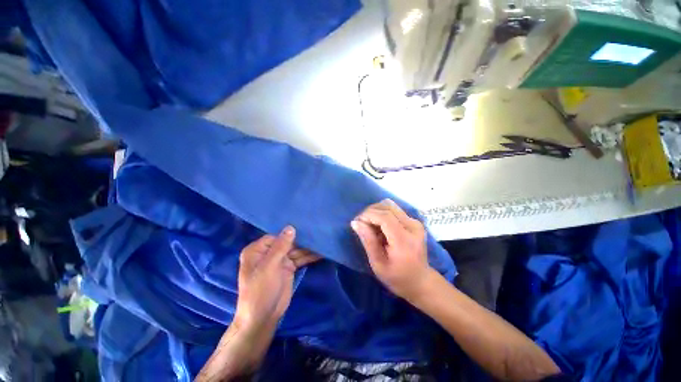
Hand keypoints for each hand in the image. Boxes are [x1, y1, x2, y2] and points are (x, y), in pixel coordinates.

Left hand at [197, 227, 319, 380]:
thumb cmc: (260, 290)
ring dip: (308, 248)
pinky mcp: (288, 268)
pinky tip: (320, 253)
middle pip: (287, 242)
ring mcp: (279, 261)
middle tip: (318, 232)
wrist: (263, 318)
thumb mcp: (269, 266)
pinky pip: (299, 259)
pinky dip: (309, 257)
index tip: (305, 227)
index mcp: (257, 250)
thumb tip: (291, 227)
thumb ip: (280, 246)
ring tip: (322, 240)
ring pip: (295, 250)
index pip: (276, 236)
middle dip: (302, 240)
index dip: (290, 233)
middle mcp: (268, 253)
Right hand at [351, 199, 434, 300]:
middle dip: (370, 211)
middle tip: (360, 223)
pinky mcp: (414, 221)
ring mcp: (415, 222)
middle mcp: (413, 227)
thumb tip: (355, 222)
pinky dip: (383, 213)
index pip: (385, 217)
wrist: (420, 281)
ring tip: (369, 224)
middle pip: (387, 207)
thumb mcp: (378, 264)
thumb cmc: (397, 277)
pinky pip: (394, 210)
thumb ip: (368, 241)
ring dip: (376, 211)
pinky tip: (379, 225)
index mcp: (404, 240)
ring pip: (390, 206)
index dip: (368, 215)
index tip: (356, 222)